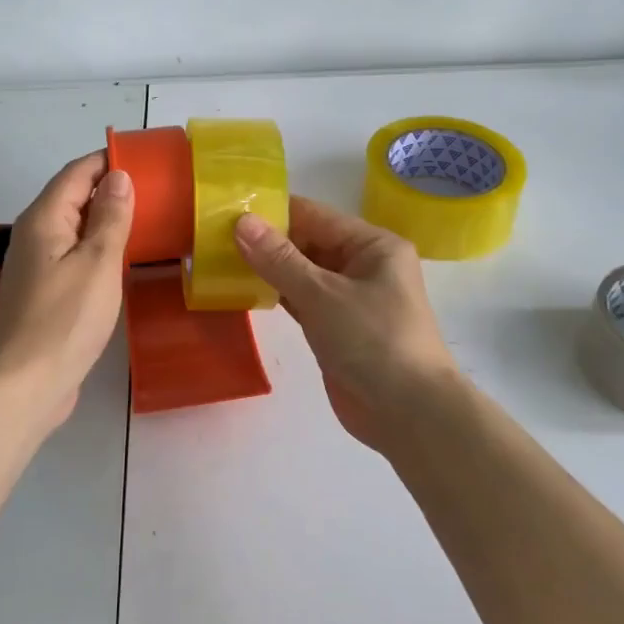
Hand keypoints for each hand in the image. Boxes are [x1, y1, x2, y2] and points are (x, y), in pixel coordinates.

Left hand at [0, 152, 133, 425]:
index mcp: (45, 218)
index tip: (147, 158)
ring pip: (76, 227)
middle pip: (74, 196)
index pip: (77, 172)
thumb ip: (110, 218)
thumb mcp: (97, 263)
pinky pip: (75, 254)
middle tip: (158, 189)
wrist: (25, 386)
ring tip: (149, 218)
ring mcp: (39, 264)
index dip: (109, 160)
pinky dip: (99, 247)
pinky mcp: (46, 291)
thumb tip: (119, 176)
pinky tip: (124, 258)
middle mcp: (36, 234)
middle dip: (111, 187)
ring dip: (107, 219)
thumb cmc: (65, 320)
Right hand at [235, 195, 460, 451]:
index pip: (315, 216)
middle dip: (266, 241)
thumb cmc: (373, 341)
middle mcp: (363, 266)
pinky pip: (302, 300)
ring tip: (221, 258)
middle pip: (308, 242)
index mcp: (373, 245)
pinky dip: (277, 295)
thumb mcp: (322, 294)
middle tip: (215, 235)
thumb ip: (279, 259)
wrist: (409, 415)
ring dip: (268, 268)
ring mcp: (350, 299)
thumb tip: (241, 221)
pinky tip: (244, 289)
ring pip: (302, 273)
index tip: (228, 209)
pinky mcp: (336, 328)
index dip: (273, 211)